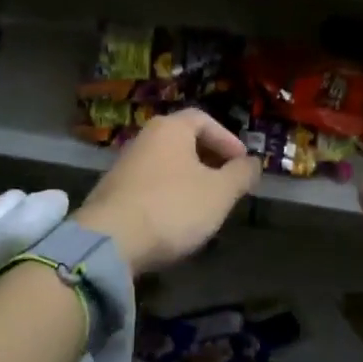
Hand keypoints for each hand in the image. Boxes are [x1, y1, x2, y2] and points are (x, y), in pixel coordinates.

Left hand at [74, 110, 259, 275]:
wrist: (109, 242)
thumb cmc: (172, 207)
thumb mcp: (219, 193)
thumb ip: (240, 175)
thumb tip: (253, 163)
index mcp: (170, 128)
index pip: (203, 119)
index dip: (227, 139)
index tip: (242, 162)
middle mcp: (144, 138)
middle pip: (183, 140)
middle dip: (209, 159)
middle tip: (227, 182)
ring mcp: (123, 165)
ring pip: (166, 164)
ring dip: (189, 179)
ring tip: (206, 204)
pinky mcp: (112, 192)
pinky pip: (149, 184)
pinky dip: (168, 194)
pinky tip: (176, 219)